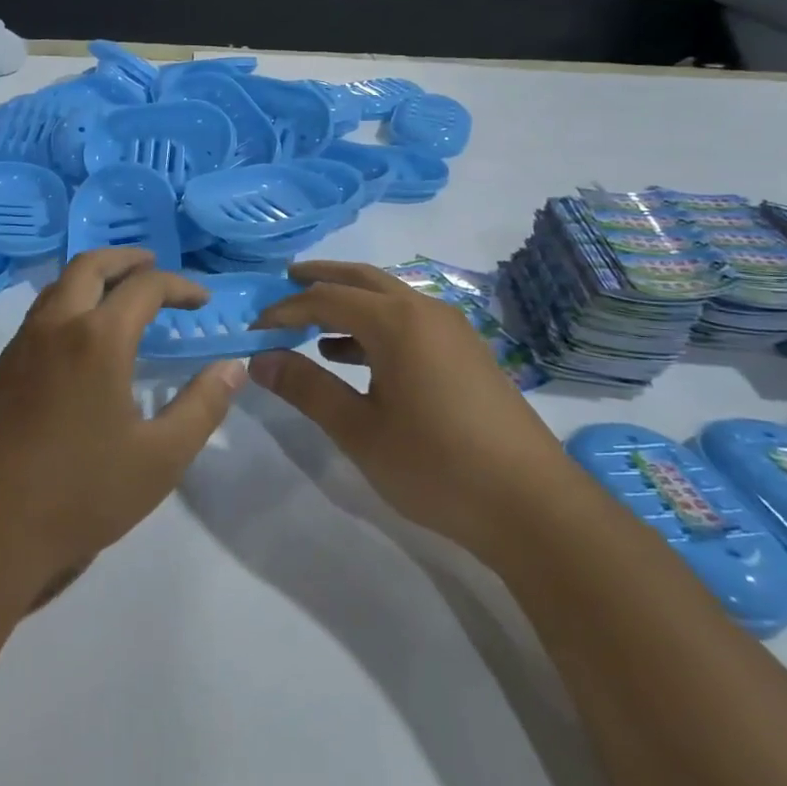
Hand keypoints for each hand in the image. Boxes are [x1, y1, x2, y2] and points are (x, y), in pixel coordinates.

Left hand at [0, 248, 243, 614]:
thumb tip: (232, 367)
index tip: (202, 302)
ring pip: (59, 285)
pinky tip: (82, 338)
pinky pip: (40, 313)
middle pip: (90, 265)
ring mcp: (21, 346)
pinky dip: (69, 302)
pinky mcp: (0, 370)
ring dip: (93, 277)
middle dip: (127, 259)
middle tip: (155, 266)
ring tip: (120, 294)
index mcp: (97, 338)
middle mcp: (56, 326)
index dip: (180, 286)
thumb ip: (203, 406)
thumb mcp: (160, 458)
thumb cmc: (81, 494)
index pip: (145, 288)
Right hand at [248, 261, 564, 551]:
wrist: (532, 505)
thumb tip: (260, 360)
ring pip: (389, 298)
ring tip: (312, 323)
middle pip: (362, 279)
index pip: (326, 298)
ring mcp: (452, 329)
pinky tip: (355, 358)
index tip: (254, 328)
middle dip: (320, 279)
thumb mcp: (360, 431)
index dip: (285, 310)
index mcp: (397, 321)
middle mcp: (425, 310)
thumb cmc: (436, 466)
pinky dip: (375, 327)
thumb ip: (307, 388)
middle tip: (282, 283)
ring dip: (349, 303)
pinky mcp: (466, 352)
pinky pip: (409, 321)